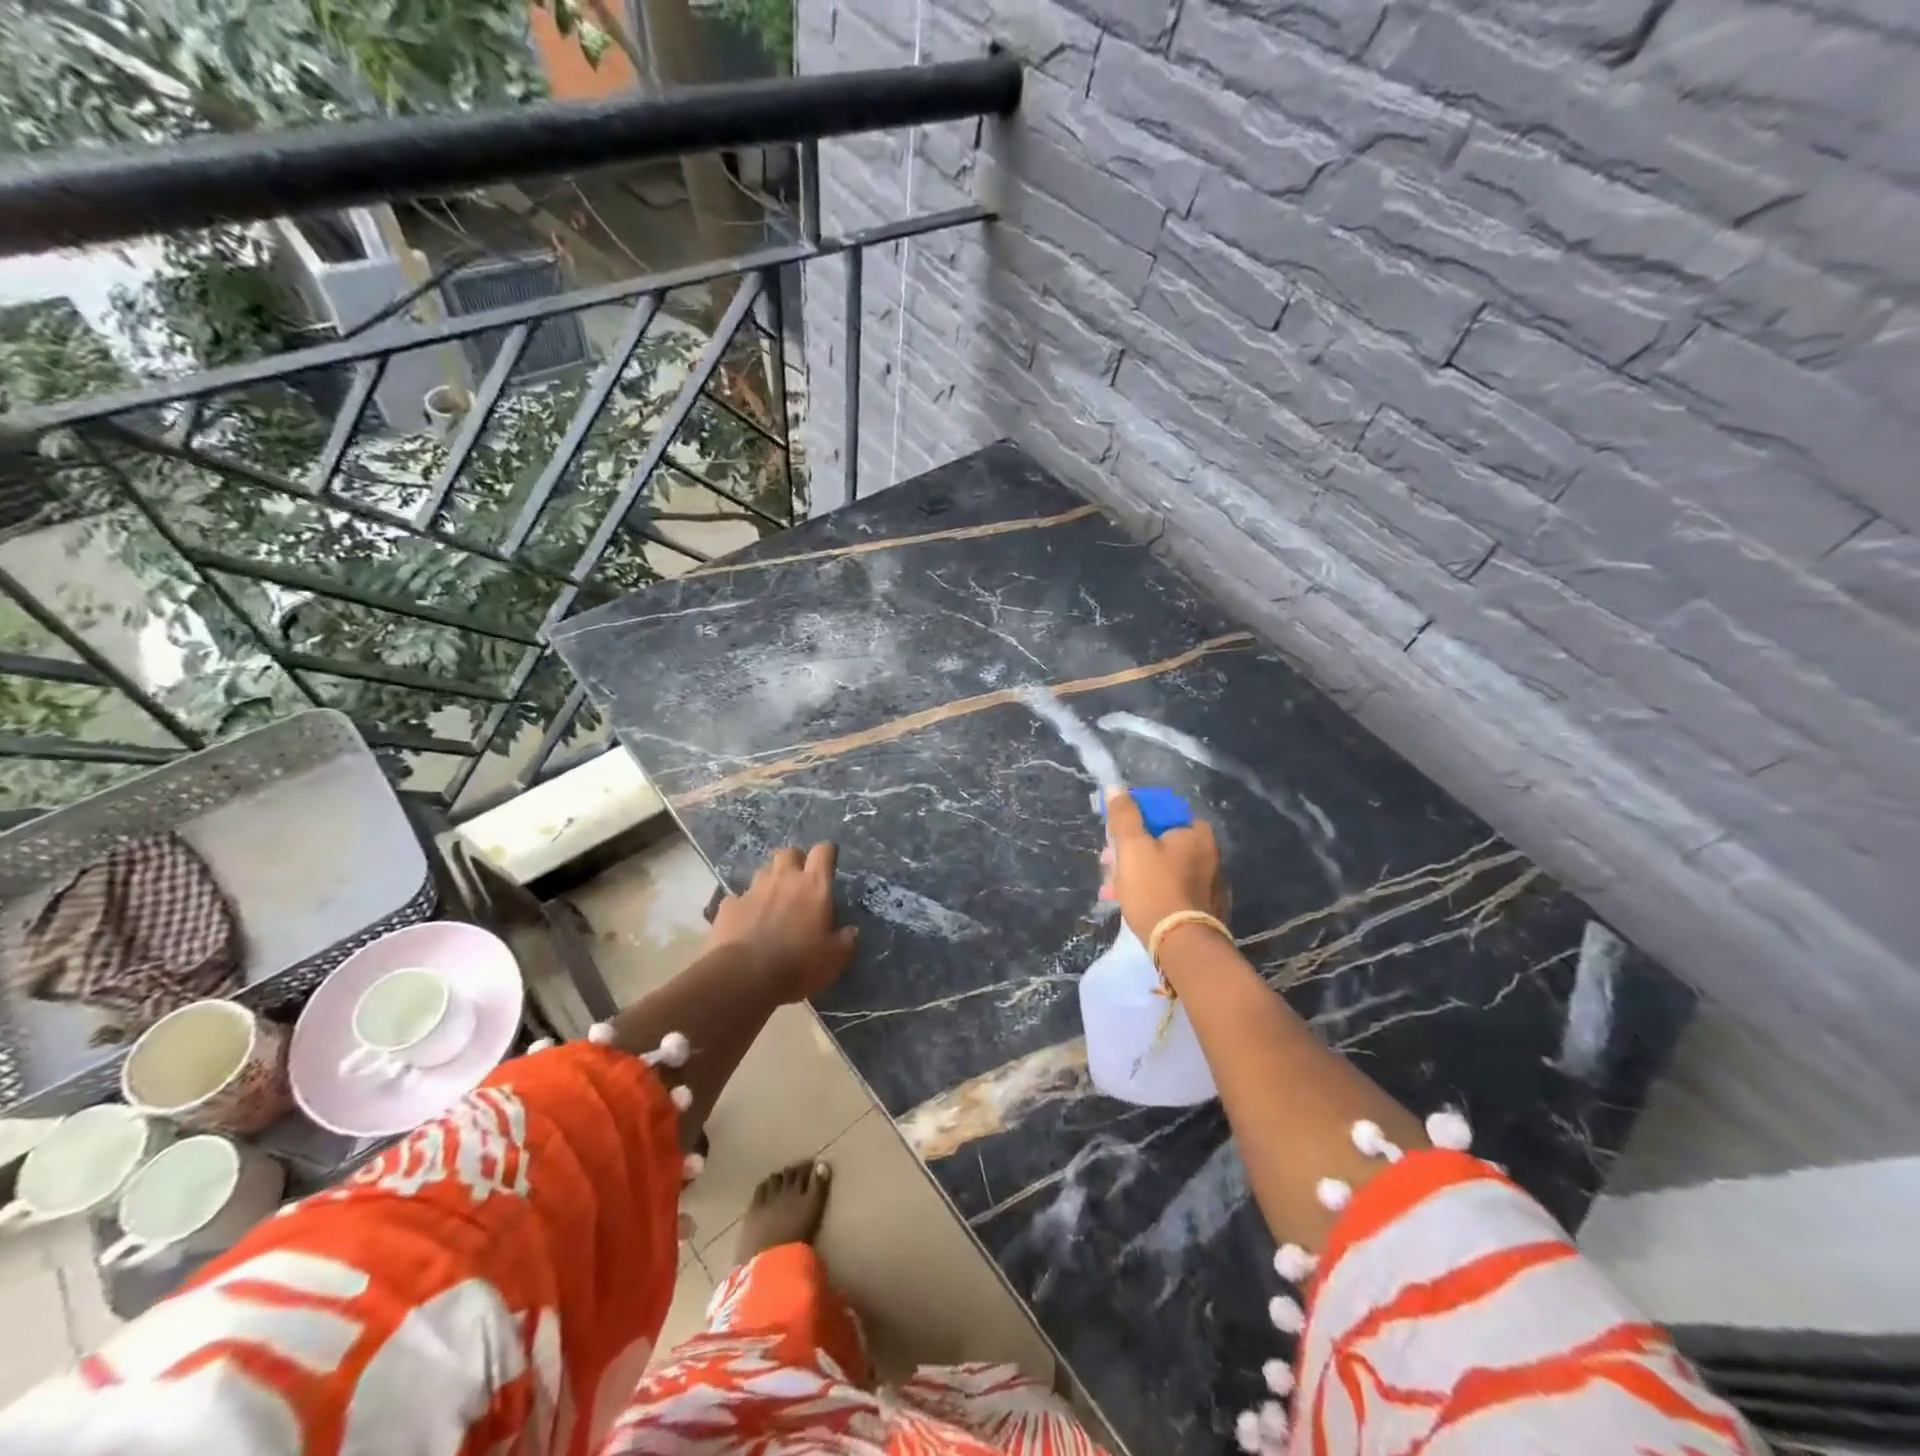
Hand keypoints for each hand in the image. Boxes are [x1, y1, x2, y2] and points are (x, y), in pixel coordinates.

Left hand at [708, 844, 858, 1002]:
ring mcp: (752, 891)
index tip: (829, 860)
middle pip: (788, 853)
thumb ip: (845, 940)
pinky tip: (745, 922)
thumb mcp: (834, 959)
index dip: (827, 852)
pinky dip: (744, 906)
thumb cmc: (797, 964)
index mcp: (813, 886)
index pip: (823, 852)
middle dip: (794, 860)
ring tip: (772, 901)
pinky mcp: (728, 907)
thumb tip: (851, 932)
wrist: (743, 977)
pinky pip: (738, 899)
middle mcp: (783, 879)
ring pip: (762, 872)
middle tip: (798, 879)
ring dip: (769, 881)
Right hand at [1103, 788, 1227, 943]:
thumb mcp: (1131, 846)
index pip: (1161, 813)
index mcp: (1197, 833)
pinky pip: (1174, 890)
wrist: (1181, 944)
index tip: (1114, 836)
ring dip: (1138, 873)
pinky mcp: (1208, 910)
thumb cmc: (1154, 888)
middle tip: (1108, 864)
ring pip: (1166, 868)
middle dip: (1131, 851)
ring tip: (1113, 889)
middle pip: (1162, 841)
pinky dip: (1154, 892)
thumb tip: (1116, 788)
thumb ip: (1124, 815)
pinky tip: (1133, 905)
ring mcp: (1212, 884)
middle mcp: (1211, 854)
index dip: (1133, 821)